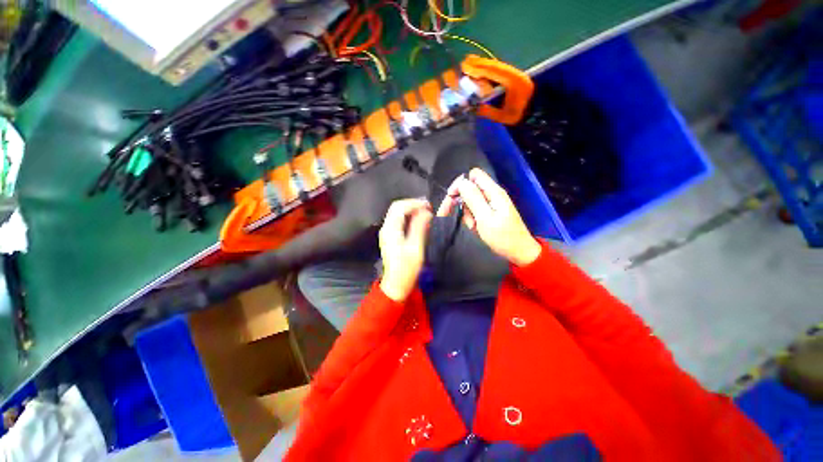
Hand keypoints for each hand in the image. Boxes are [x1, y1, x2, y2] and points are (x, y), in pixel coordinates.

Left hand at [378, 199, 432, 301]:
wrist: (396, 283)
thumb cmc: (407, 268)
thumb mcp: (416, 247)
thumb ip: (420, 227)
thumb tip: (426, 212)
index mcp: (391, 230)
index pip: (400, 207)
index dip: (414, 203)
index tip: (428, 205)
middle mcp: (386, 228)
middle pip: (396, 207)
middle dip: (412, 204)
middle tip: (427, 208)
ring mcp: (386, 232)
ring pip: (396, 213)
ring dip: (410, 209)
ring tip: (424, 212)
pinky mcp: (389, 236)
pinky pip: (397, 220)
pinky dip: (407, 216)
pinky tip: (417, 220)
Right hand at [437, 168, 540, 266]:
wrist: (518, 252)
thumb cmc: (503, 236)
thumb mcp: (485, 218)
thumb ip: (473, 198)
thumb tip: (462, 182)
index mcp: (494, 192)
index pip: (474, 175)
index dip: (461, 183)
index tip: (452, 197)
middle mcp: (492, 194)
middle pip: (470, 188)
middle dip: (461, 201)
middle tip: (458, 216)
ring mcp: (491, 204)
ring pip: (470, 201)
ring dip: (467, 213)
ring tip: (473, 226)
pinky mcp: (489, 212)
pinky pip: (474, 210)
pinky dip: (471, 218)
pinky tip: (476, 227)